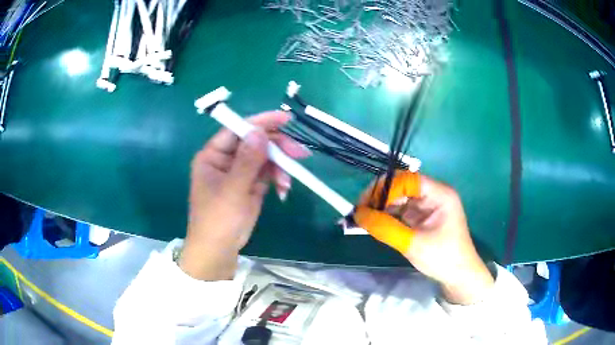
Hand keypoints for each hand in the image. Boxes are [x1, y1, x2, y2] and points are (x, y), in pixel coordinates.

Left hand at [180, 111, 309, 280]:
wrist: (219, 251)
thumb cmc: (217, 221)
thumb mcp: (232, 191)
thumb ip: (247, 161)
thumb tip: (260, 131)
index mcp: (213, 155)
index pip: (238, 130)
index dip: (261, 122)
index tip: (286, 119)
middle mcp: (226, 159)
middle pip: (255, 142)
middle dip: (277, 148)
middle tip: (300, 154)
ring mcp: (240, 172)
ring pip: (265, 157)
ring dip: (280, 166)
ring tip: (288, 182)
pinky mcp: (251, 185)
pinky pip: (268, 173)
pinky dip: (278, 179)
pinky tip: (283, 190)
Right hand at [353, 171, 493, 304]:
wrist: (458, 276)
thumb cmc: (442, 258)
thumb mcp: (413, 244)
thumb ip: (385, 228)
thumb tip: (358, 214)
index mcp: (440, 194)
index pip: (408, 180)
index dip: (386, 188)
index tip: (365, 204)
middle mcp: (433, 194)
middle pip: (402, 186)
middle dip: (380, 197)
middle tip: (359, 211)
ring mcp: (427, 206)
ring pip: (399, 198)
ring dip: (380, 207)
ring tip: (361, 218)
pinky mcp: (422, 217)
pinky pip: (401, 211)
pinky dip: (386, 216)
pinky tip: (373, 223)